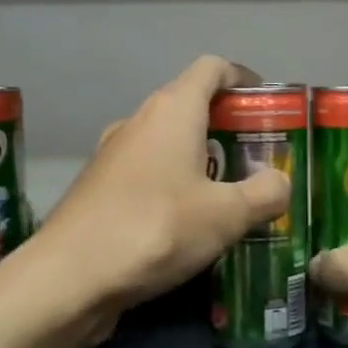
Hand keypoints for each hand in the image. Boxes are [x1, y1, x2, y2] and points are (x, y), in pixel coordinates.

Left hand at [0, 56, 290, 344]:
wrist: (68, 278)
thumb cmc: (154, 230)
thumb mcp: (226, 215)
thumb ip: (265, 193)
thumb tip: (279, 182)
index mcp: (171, 111)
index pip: (212, 68)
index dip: (243, 78)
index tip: (267, 104)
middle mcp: (138, 122)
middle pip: (190, 105)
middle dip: (228, 126)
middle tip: (260, 158)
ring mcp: (112, 156)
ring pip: (166, 143)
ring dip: (200, 159)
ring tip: (231, 194)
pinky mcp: (99, 190)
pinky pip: (147, 174)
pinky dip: (174, 185)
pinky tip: (189, 224)